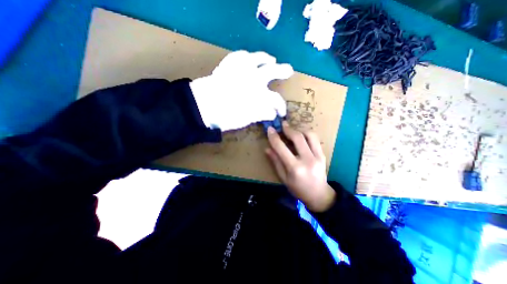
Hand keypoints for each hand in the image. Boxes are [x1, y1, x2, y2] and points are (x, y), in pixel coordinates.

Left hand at [190, 50, 292, 132]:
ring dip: (267, 59)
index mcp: (259, 96)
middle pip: (273, 71)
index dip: (281, 107)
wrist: (202, 106)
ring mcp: (242, 69)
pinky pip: (240, 55)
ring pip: (259, 58)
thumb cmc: (225, 117)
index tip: (280, 113)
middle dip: (283, 71)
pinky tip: (249, 58)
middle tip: (288, 71)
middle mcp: (254, 79)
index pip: (276, 101)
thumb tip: (272, 113)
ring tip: (271, 59)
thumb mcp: (246, 120)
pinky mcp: (229, 64)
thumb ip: (261, 114)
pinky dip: (246, 56)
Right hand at [265, 122, 334, 212]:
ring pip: (309, 135)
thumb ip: (276, 162)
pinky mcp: (323, 155)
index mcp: (295, 168)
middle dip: (288, 129)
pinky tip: (301, 136)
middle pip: (297, 137)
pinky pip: (315, 139)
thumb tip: (267, 148)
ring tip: (292, 131)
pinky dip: (307, 134)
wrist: (319, 195)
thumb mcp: (283, 178)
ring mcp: (317, 156)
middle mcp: (307, 160)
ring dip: (299, 129)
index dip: (274, 137)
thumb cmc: (297, 189)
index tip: (270, 129)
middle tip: (282, 125)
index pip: (281, 148)